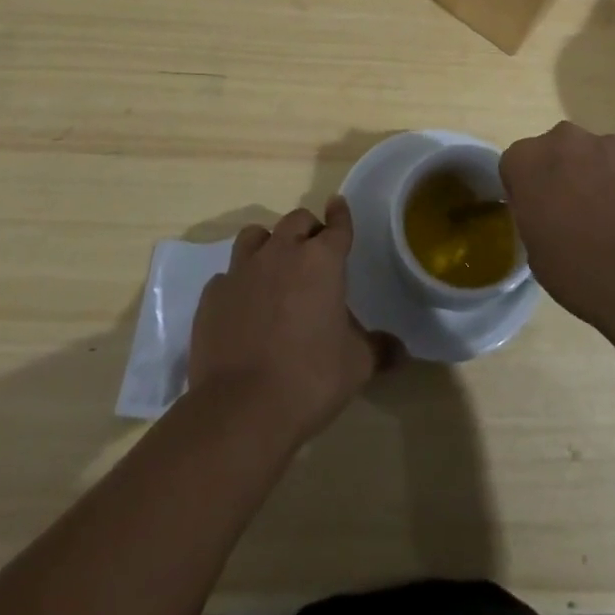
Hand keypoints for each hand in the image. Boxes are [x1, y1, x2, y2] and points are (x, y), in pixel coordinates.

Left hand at [189, 197, 389, 443]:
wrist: (241, 409)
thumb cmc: (309, 379)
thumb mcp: (356, 366)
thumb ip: (378, 349)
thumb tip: (401, 352)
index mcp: (321, 261)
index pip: (337, 226)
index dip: (340, 215)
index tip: (338, 205)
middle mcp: (281, 252)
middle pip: (296, 220)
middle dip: (307, 230)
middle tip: (313, 251)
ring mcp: (242, 270)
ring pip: (255, 235)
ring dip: (268, 244)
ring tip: (273, 267)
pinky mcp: (213, 294)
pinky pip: (228, 275)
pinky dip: (238, 283)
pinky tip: (241, 305)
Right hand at [500, 121, 614, 330]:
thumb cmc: (584, 272)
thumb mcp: (538, 256)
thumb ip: (536, 219)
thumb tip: (550, 215)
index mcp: (528, 161)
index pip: (515, 166)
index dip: (526, 192)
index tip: (539, 217)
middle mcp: (565, 141)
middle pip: (556, 153)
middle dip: (562, 176)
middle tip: (575, 217)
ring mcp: (611, 145)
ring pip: (595, 158)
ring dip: (599, 180)